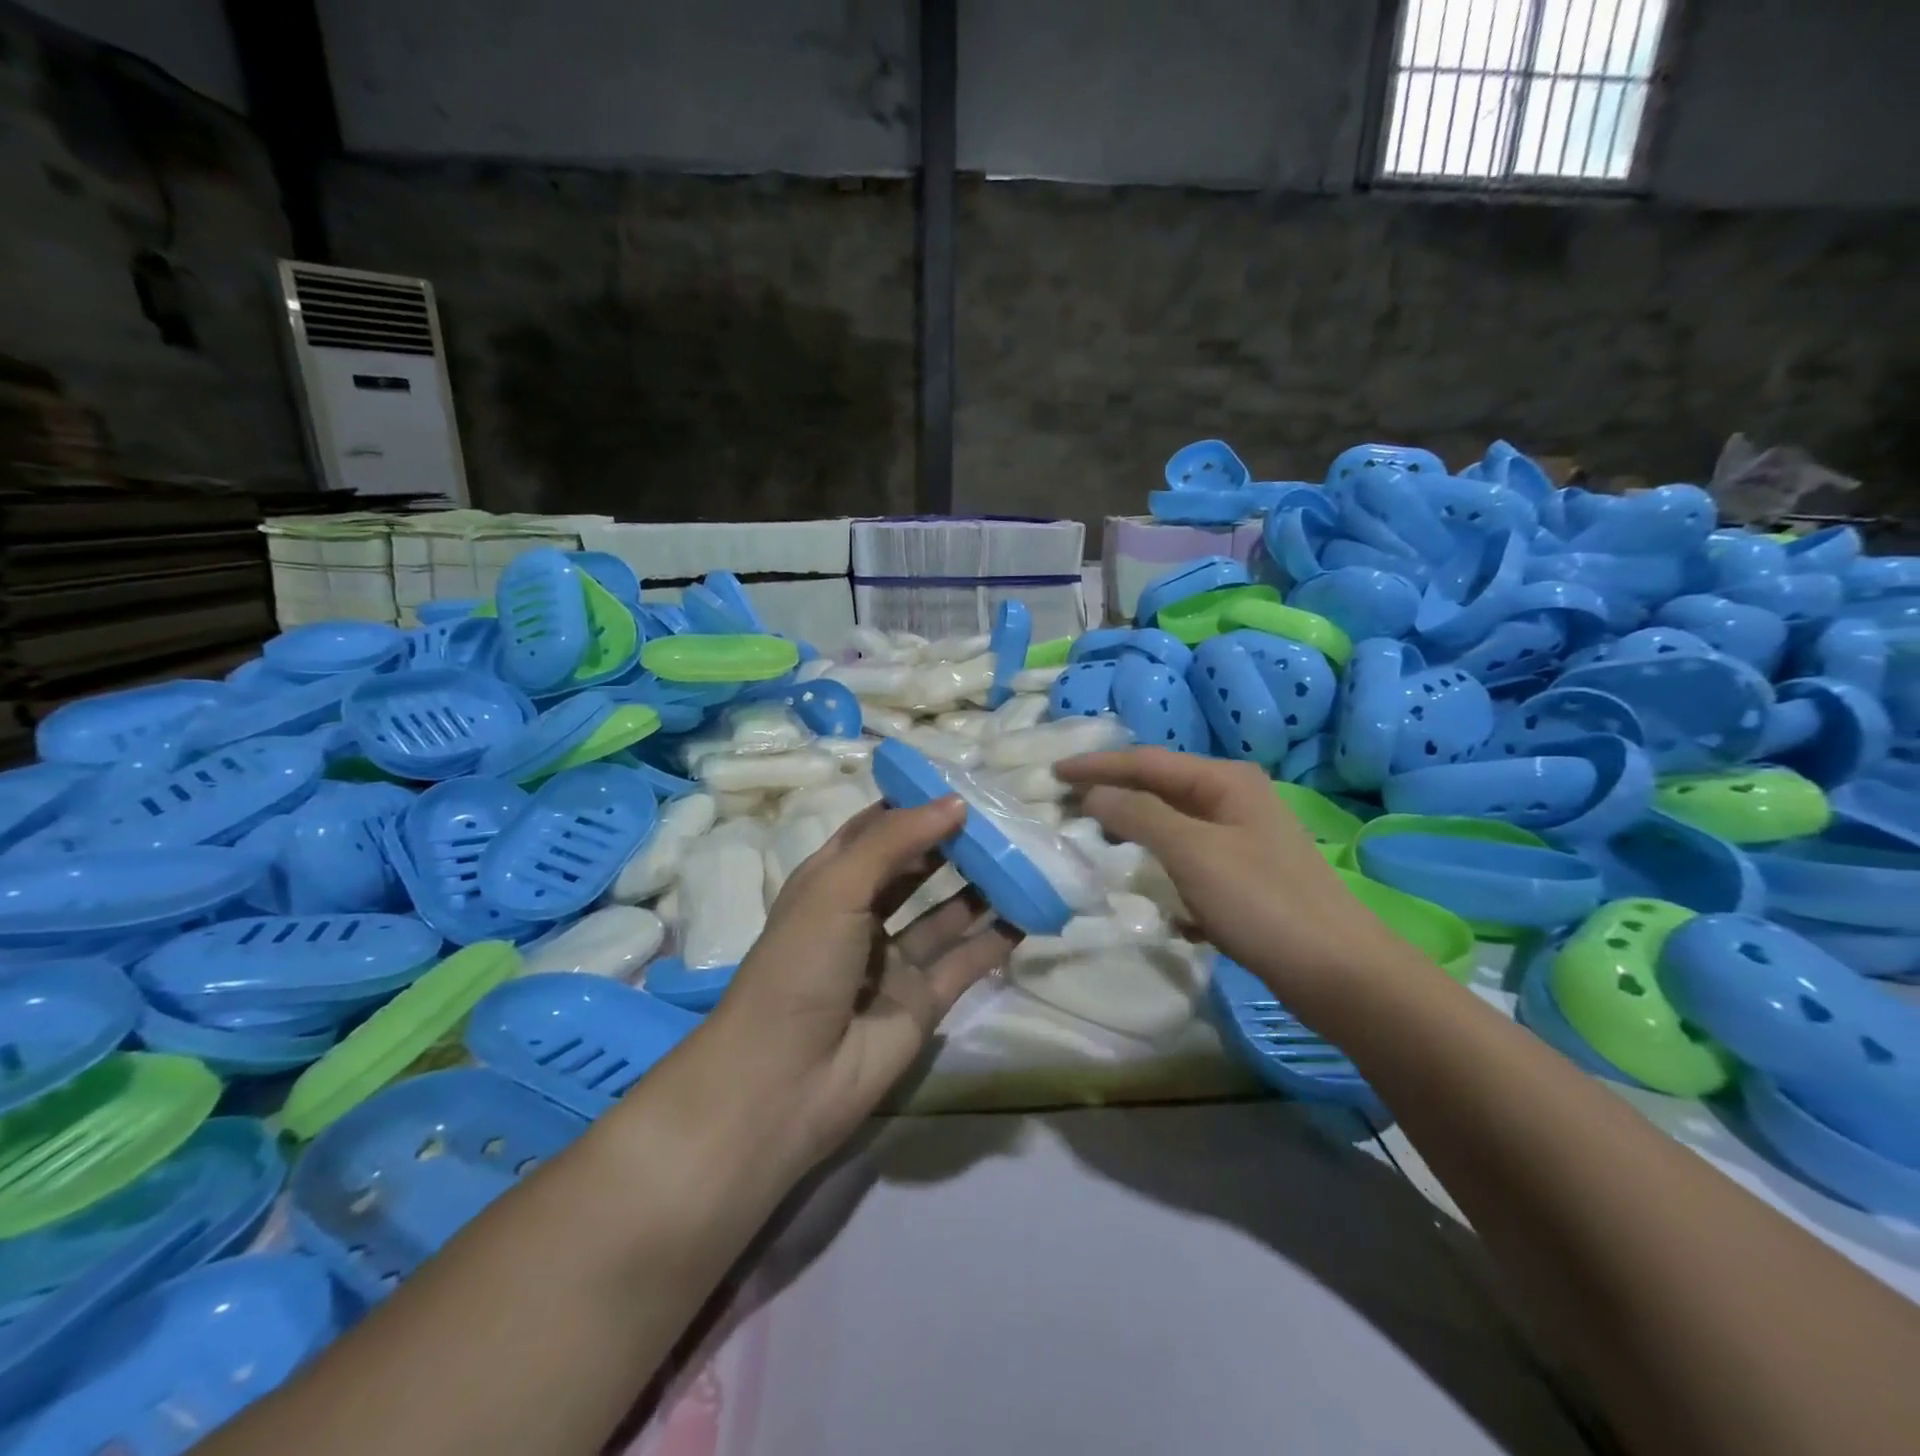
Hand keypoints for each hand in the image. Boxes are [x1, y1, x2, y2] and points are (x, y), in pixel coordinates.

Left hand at [709, 798, 1018, 1167]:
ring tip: (1024, 857)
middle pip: (915, 868)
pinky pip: (967, 961)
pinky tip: (1029, 912)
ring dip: (981, 888)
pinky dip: (997, 939)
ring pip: (946, 914)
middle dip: (953, 843)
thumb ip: (896, 841)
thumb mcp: (837, 886)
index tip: (958, 783)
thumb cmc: (800, 965)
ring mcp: (895, 960)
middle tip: (1002, 818)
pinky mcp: (923, 1000)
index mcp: (831, 881)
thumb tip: (955, 803)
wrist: (786, 1079)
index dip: (912, 806)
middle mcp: (863, 915)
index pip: (875, 830)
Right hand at [1053, 748, 1415, 1008]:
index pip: (1147, 761)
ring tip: (1090, 832)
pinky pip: (1184, 852)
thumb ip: (1138, 815)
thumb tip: (1093, 795)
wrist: (1337, 973)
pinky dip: (1154, 856)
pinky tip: (1135, 872)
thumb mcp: (1193, 851)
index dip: (1097, 766)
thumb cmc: (1262, 902)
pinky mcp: (1242, 873)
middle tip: (1065, 801)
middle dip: (1112, 791)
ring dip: (1130, 824)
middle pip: (1159, 786)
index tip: (1053, 774)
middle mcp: (1234, 798)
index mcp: (1225, 780)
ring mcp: (1240, 837)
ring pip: (1171, 820)